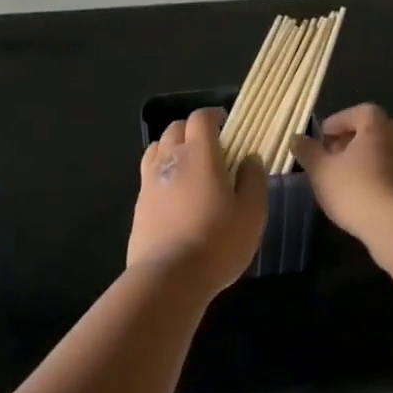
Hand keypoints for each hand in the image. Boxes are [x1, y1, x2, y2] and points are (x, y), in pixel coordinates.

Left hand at [128, 108, 267, 290]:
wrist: (169, 277)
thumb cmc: (217, 241)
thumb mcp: (252, 212)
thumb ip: (253, 179)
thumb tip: (251, 158)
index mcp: (199, 153)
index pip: (201, 118)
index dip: (214, 116)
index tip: (227, 125)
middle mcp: (169, 159)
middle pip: (175, 128)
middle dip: (193, 129)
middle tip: (212, 145)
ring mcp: (149, 180)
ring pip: (157, 148)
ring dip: (174, 147)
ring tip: (191, 165)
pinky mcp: (139, 203)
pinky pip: (149, 173)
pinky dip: (162, 171)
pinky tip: (175, 192)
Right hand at [291, 103, 392, 241]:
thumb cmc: (355, 189)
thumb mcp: (320, 170)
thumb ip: (308, 152)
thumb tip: (297, 139)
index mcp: (378, 126)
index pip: (359, 111)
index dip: (339, 121)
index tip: (322, 137)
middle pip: (374, 131)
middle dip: (352, 141)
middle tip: (332, 157)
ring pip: (385, 152)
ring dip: (366, 160)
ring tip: (345, 179)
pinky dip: (379, 176)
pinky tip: (365, 195)